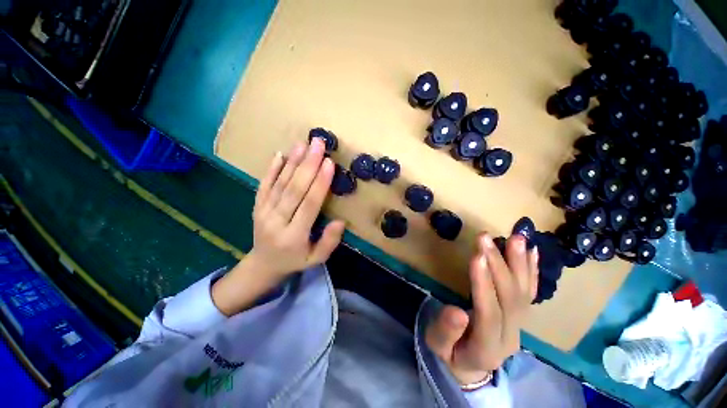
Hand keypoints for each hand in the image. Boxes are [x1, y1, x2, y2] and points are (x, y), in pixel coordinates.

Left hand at [212, 139, 344, 315]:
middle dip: (308, 165)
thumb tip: (340, 221)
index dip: (320, 183)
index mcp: (294, 236)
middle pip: (294, 190)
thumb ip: (329, 242)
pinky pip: (264, 185)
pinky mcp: (256, 206)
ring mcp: (263, 212)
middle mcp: (276, 221)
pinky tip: (280, 154)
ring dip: (292, 162)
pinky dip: (272, 169)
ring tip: (303, 143)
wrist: (262, 265)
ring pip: (279, 184)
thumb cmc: (295, 261)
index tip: (329, 163)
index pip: (309, 205)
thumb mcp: (316, 259)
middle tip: (318, 144)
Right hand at [425, 234, 538, 385]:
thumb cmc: (449, 353)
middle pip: (510, 299)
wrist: (471, 366)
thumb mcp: (438, 346)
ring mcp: (519, 326)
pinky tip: (532, 252)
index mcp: (486, 347)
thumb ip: (446, 331)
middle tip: (486, 237)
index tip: (477, 256)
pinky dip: (532, 271)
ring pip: (524, 293)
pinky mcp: (520, 316)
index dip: (484, 284)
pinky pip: (530, 292)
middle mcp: (510, 336)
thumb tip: (457, 311)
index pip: (489, 312)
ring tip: (517, 237)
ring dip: (520, 263)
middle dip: (498, 265)